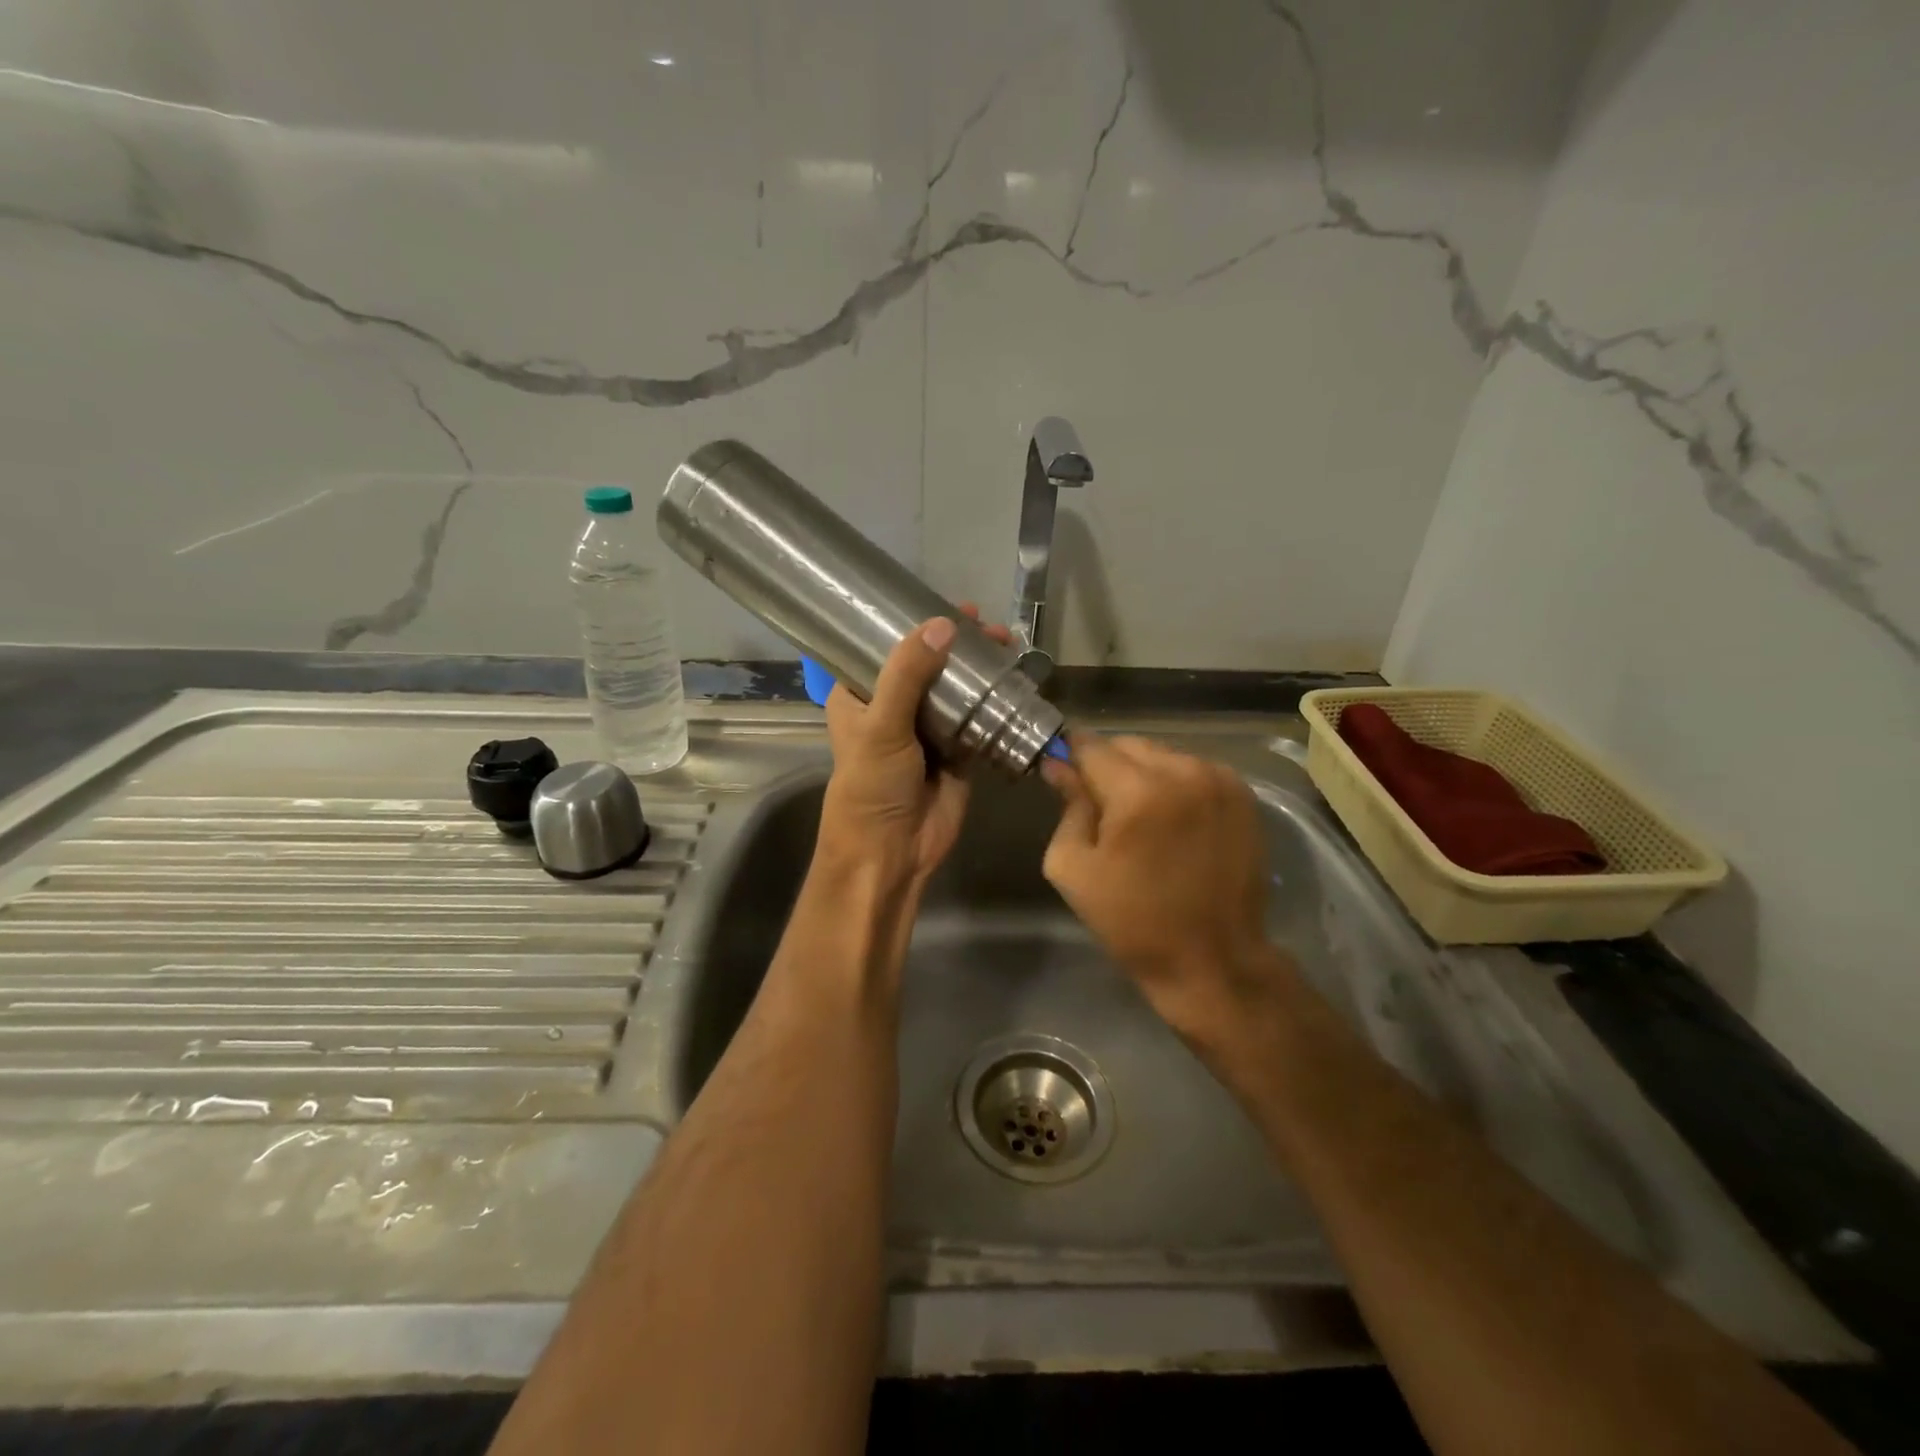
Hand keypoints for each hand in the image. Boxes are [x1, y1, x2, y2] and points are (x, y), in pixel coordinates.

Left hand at [817, 604, 1011, 893]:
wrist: (892, 852)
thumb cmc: (872, 786)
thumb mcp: (881, 725)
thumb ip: (908, 674)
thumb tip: (943, 624)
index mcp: (860, 695)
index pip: (885, 647)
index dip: (914, 624)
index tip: (948, 606)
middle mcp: (893, 707)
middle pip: (928, 664)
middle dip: (958, 644)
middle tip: (988, 628)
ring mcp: (927, 729)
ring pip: (956, 689)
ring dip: (979, 670)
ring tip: (1007, 646)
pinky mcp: (957, 751)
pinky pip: (978, 719)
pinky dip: (995, 702)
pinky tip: (1016, 681)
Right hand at [1041, 735, 1289, 1042]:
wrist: (1213, 959)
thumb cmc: (1133, 921)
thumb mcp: (1074, 869)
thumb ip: (1067, 807)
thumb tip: (1059, 766)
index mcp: (1138, 791)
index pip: (1090, 746)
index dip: (1070, 754)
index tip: (1061, 770)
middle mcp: (1183, 771)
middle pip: (1128, 745)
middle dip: (1108, 767)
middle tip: (1102, 808)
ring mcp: (1219, 780)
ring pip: (1163, 755)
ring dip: (1144, 774)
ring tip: (1142, 819)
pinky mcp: (1243, 795)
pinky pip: (1193, 770)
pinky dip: (1176, 785)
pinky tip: (1174, 821)